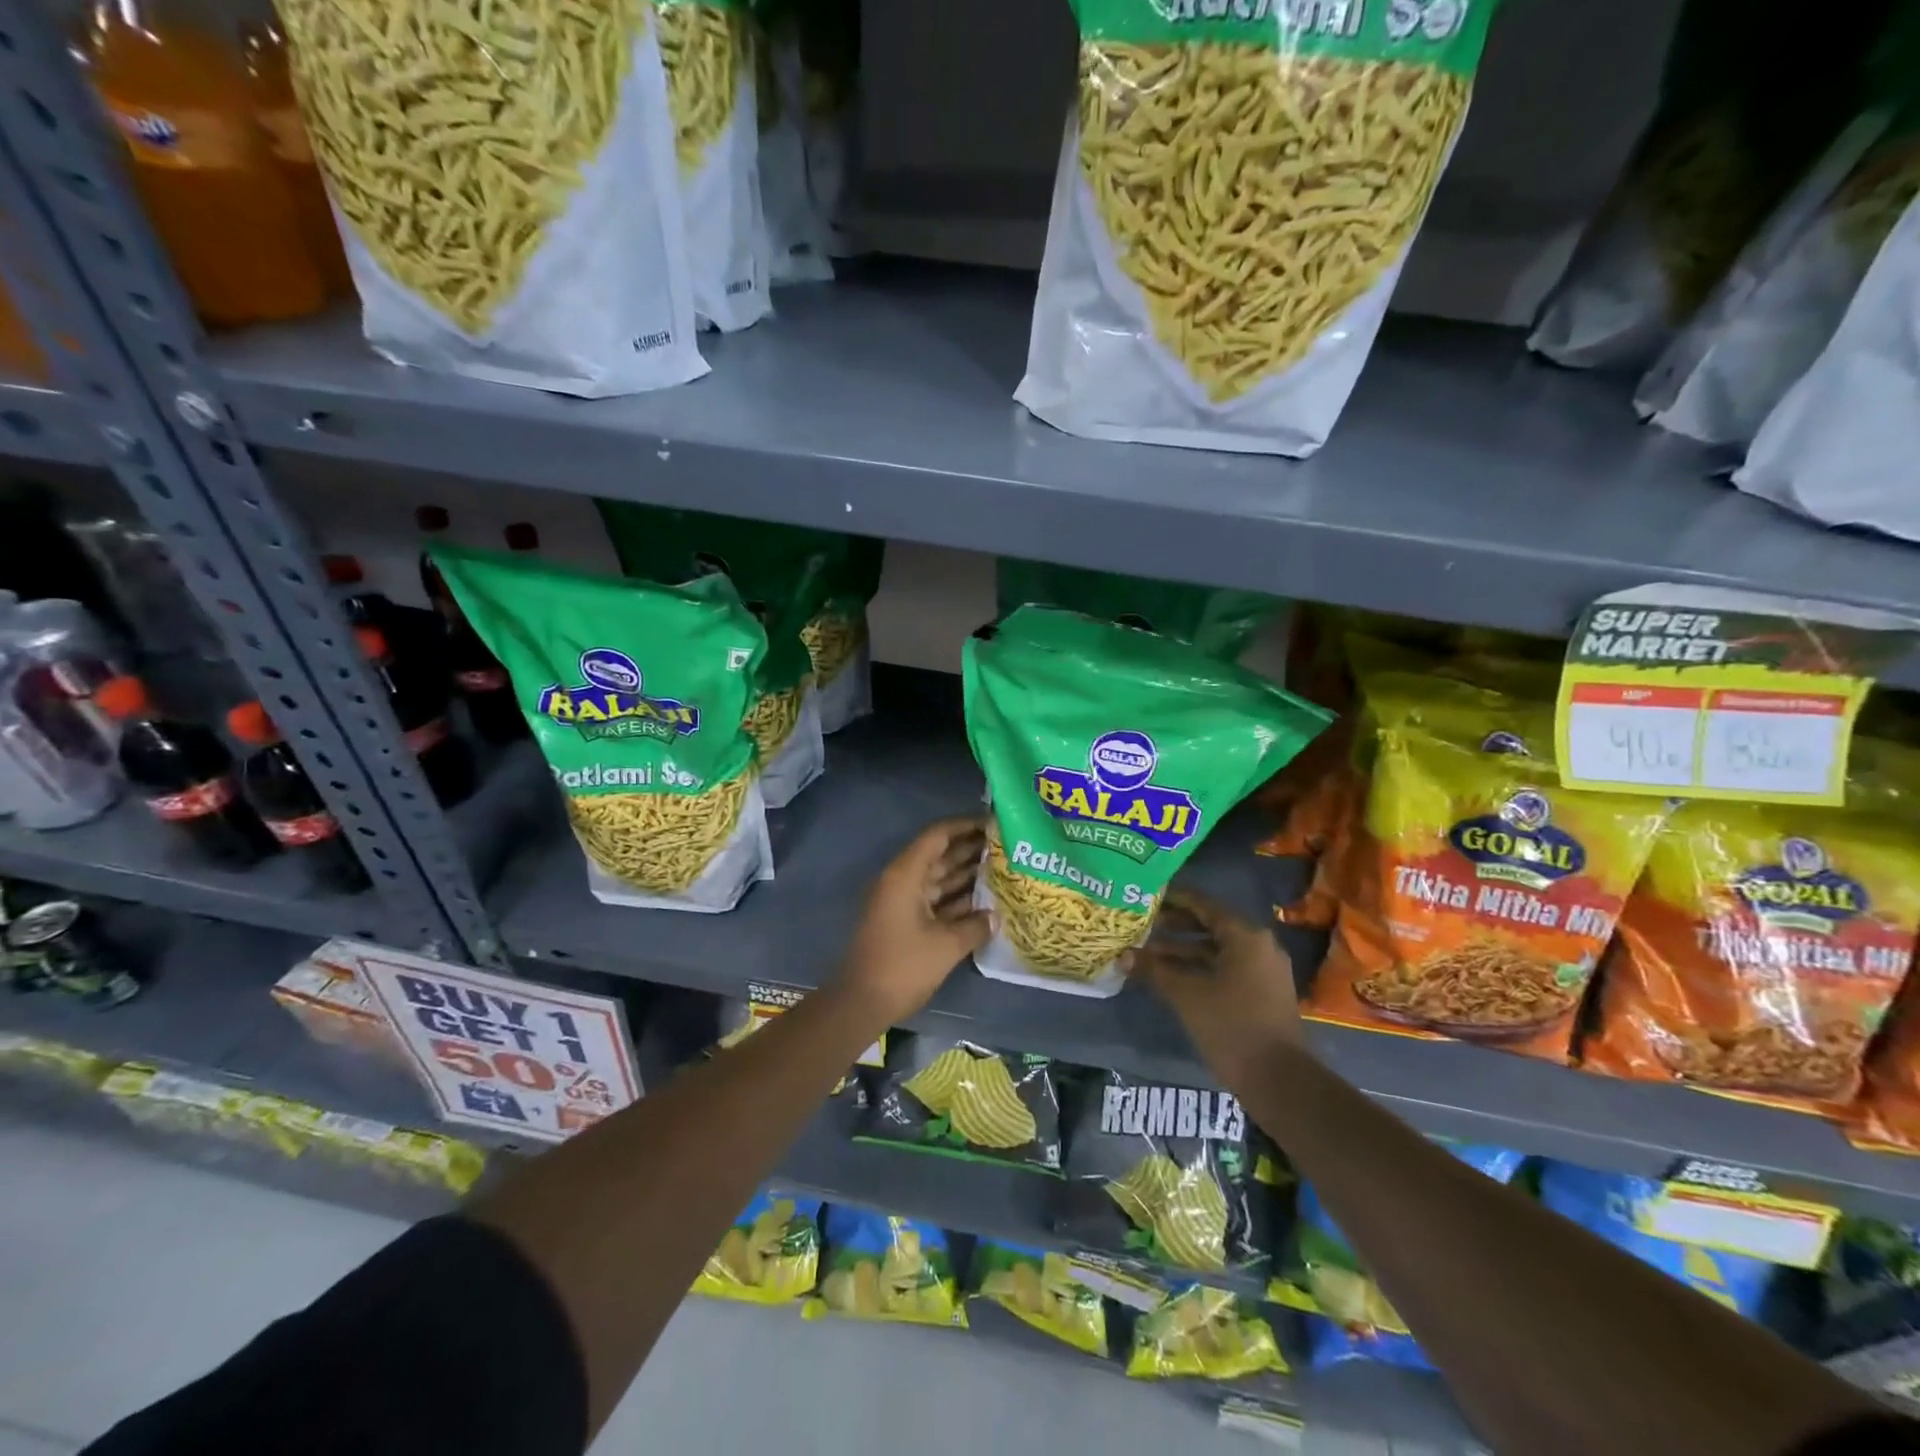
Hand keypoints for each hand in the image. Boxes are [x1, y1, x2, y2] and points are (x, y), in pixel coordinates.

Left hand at [836, 816, 989, 1025]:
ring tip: (1003, 868)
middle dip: (971, 849)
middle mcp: (903, 880)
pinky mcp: (906, 921)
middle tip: (1007, 845)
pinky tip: (986, 901)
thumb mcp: (946, 946)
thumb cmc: (903, 966)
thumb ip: (975, 926)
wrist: (862, 1003)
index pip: (938, 836)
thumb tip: (996, 917)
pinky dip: (957, 898)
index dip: (965, 826)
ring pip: (939, 878)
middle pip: (940, 855)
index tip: (994, 823)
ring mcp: (903, 901)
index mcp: (906, 874)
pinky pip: (936, 900)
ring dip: (967, 874)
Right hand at [1129, 890, 1303, 1079]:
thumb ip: (1154, 970)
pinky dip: (1201, 967)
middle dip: (1175, 926)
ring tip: (1148, 953)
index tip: (1146, 897)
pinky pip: (1227, 968)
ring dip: (1184, 950)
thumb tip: (1123, 956)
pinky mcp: (1263, 992)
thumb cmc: (1232, 1026)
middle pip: (1210, 925)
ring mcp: (1264, 970)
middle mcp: (1259, 945)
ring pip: (1217, 949)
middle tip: (1142, 925)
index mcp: (1245, 936)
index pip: (1203, 904)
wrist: (1279, 1080)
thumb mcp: (1186, 994)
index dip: (1173, 899)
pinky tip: (1172, 976)